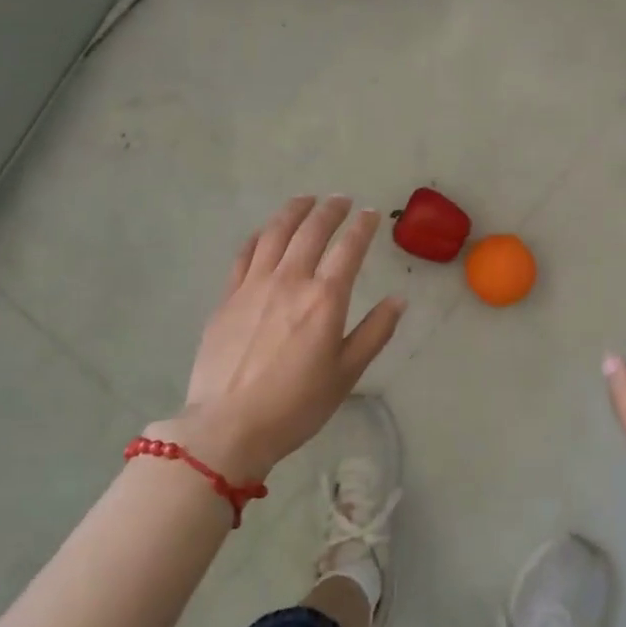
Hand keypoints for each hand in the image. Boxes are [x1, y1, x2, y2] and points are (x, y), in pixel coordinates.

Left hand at [158, 196, 405, 479]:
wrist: (227, 427)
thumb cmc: (296, 405)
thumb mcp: (346, 374)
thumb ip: (375, 332)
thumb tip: (399, 300)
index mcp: (324, 299)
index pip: (349, 248)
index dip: (362, 227)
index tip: (370, 214)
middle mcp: (290, 280)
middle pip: (312, 231)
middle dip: (330, 210)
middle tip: (341, 199)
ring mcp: (254, 285)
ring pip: (276, 233)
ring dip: (294, 211)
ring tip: (306, 200)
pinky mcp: (228, 296)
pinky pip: (245, 253)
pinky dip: (261, 235)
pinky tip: (267, 231)